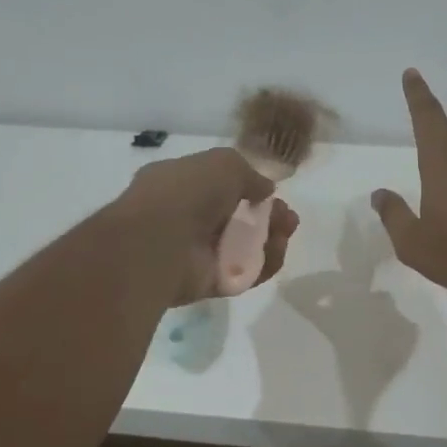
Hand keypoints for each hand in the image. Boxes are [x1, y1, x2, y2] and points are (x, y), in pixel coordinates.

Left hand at [120, 147, 299, 304]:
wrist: (158, 242)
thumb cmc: (185, 193)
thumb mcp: (223, 164)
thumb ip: (249, 174)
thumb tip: (265, 190)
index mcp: (180, 185)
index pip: (219, 188)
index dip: (249, 190)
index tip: (273, 193)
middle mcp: (187, 219)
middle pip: (237, 219)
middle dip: (268, 217)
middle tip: (287, 218)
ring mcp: (197, 253)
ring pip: (244, 248)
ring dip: (270, 239)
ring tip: (285, 232)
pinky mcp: (209, 282)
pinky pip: (244, 274)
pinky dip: (264, 264)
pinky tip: (276, 250)